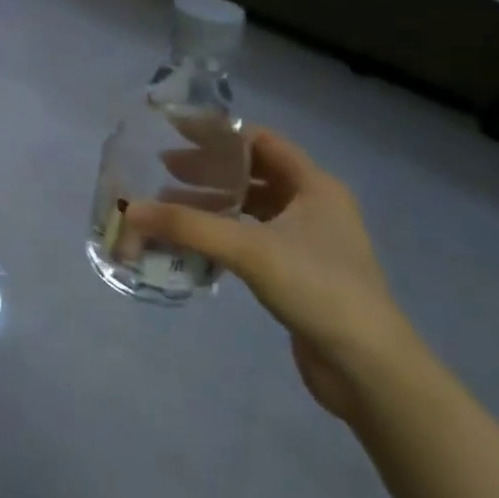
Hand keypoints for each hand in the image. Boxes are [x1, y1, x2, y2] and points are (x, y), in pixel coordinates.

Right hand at [125, 128, 413, 420]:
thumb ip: (188, 226)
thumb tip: (130, 209)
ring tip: (167, 206)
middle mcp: (314, 206)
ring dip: (211, 203)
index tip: (174, 130)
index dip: (218, 133)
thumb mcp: (249, 249)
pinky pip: (250, 238)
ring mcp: (307, 241)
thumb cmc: (318, 289)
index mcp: (315, 187)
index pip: (260, 142)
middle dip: (207, 169)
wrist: (368, 367)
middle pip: (253, 174)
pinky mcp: (297, 271)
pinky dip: (220, 233)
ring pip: (250, 208)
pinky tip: (191, 242)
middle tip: (161, 169)